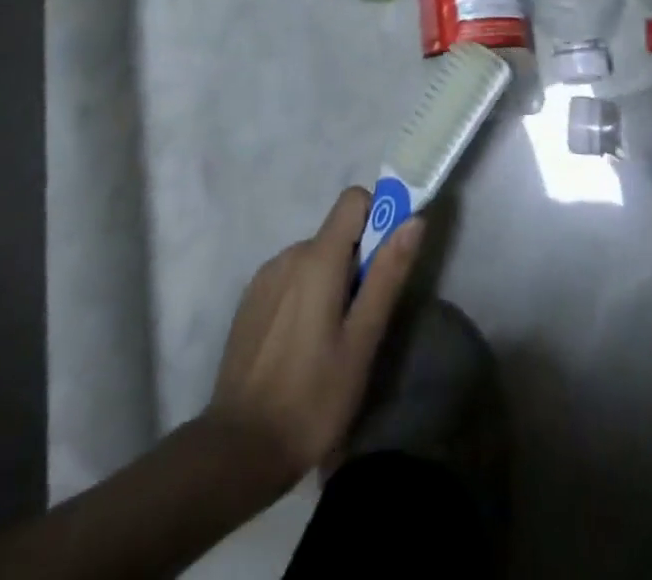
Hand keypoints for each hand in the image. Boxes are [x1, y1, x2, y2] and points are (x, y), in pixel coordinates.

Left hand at [204, 187, 423, 492]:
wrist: (237, 451)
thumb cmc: (312, 398)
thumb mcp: (362, 341)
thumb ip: (387, 275)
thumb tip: (414, 219)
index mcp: (317, 257)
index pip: (353, 200)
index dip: (377, 219)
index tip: (384, 263)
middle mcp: (288, 254)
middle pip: (336, 234)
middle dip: (356, 264)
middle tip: (360, 324)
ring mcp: (264, 277)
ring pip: (313, 259)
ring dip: (330, 283)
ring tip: (330, 344)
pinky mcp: (249, 301)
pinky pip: (290, 279)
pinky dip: (305, 298)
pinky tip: (301, 349)